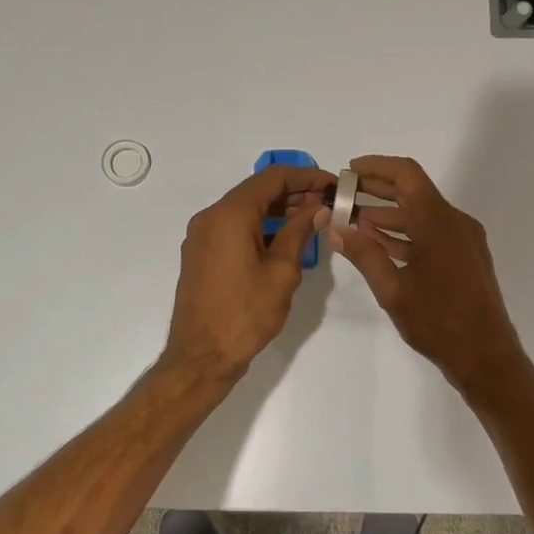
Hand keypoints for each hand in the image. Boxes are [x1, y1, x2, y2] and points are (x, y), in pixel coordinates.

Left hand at [161, 164, 332, 384]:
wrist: (201, 356)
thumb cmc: (245, 315)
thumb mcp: (281, 273)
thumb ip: (298, 233)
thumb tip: (316, 209)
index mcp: (229, 216)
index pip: (272, 178)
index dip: (305, 176)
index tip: (332, 184)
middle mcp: (210, 217)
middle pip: (256, 190)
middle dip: (293, 192)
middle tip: (327, 201)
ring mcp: (201, 235)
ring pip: (244, 208)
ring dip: (277, 209)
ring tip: (312, 218)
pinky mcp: (201, 253)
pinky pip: (233, 227)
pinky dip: (260, 225)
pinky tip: (284, 237)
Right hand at [327, 155, 527, 395]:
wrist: (485, 356)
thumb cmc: (438, 321)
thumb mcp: (392, 290)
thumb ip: (364, 255)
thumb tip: (337, 229)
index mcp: (439, 222)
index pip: (407, 175)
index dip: (376, 167)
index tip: (349, 171)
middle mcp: (455, 223)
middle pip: (413, 192)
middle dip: (377, 191)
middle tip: (343, 195)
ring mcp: (463, 240)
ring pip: (421, 215)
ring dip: (389, 215)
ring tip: (352, 221)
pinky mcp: (465, 257)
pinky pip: (431, 234)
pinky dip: (405, 234)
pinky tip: (378, 243)